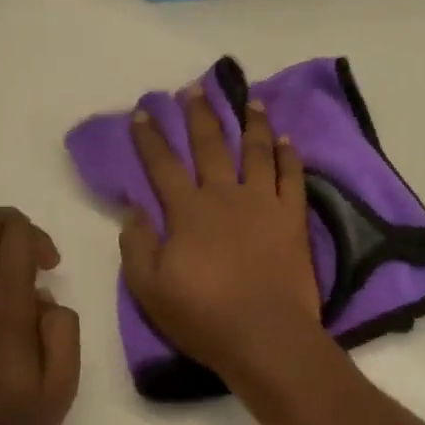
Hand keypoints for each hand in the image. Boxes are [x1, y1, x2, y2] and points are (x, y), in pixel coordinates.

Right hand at [120, 88, 323, 383]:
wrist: (265, 335)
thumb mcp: (149, 288)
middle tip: (194, 88)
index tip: (142, 112)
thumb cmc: (203, 316)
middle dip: (200, 114)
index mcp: (187, 211)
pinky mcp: (292, 217)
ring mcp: (262, 203)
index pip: (162, 164)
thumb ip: (136, 244)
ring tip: (249, 100)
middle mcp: (225, 195)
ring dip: (251, 123)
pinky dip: (289, 155)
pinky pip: (292, 177)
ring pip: (256, 151)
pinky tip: (287, 138)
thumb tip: (133, 208)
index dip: (149, 137)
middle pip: (210, 145)